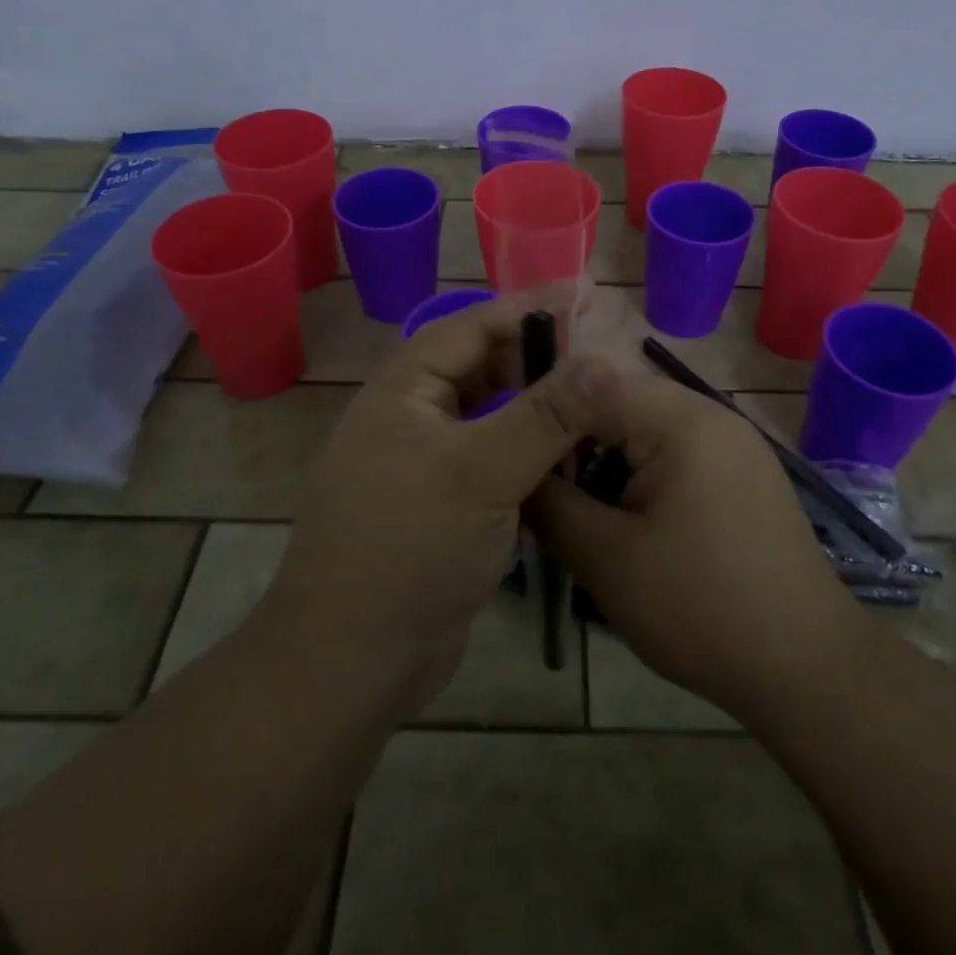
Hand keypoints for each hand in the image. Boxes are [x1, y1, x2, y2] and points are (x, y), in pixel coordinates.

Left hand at [267, 298, 616, 712]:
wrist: (351, 661)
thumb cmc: (410, 547)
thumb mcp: (482, 471)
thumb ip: (545, 414)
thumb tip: (605, 359)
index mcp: (404, 389)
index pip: (473, 325)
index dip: (530, 307)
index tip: (584, 293)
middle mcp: (410, 415)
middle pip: (482, 367)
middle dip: (537, 359)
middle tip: (598, 358)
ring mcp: (423, 462)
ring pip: (489, 416)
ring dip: (535, 409)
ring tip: (592, 404)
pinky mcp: (440, 504)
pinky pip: (490, 459)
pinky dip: (526, 453)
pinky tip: (566, 461)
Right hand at [531, 370, 851, 722]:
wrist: (807, 669)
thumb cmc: (700, 608)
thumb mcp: (605, 558)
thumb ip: (549, 503)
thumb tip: (514, 472)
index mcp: (681, 419)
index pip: (589, 386)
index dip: (545, 419)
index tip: (515, 460)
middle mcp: (712, 414)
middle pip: (619, 403)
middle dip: (577, 443)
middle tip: (548, 492)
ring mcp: (734, 442)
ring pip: (647, 429)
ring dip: (609, 461)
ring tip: (585, 512)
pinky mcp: (744, 473)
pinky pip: (677, 452)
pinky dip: (643, 475)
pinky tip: (632, 523)